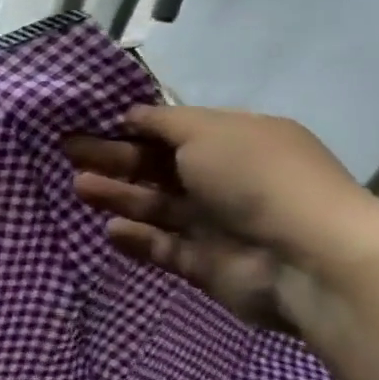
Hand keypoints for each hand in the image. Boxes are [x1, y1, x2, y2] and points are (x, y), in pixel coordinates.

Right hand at [64, 105, 378, 333]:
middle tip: (68, 151)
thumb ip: (160, 121)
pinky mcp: (207, 265)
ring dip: (117, 195)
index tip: (90, 122)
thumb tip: (128, 115)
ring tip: (78, 188)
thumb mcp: (206, 130)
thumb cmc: (256, 178)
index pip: (175, 130)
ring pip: (155, 206)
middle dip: (114, 158)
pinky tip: (110, 229)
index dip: (133, 127)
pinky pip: (163, 247)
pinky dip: (136, 238)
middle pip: (157, 166)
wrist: (310, 260)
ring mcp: (218, 225)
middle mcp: (227, 180)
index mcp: (236, 142)